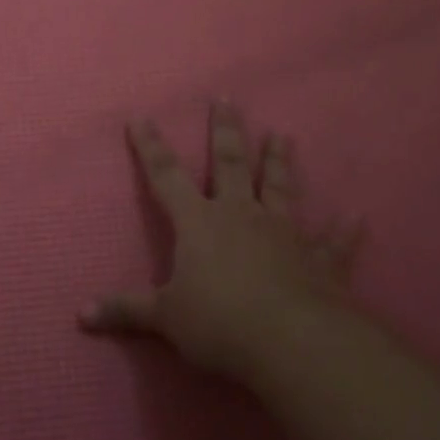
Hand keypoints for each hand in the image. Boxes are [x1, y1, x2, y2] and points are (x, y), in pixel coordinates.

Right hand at [81, 103, 359, 381]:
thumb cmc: (219, 322)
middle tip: (227, 97)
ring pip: (280, 188)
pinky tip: (358, 217)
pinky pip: (333, 243)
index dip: (150, 147)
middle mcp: (240, 214)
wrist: (290, 342)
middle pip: (230, 164)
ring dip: (280, 162)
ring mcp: (283, 233)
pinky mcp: (318, 261)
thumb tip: (81, 315)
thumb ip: (126, 311)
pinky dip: (345, 232)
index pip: (166, 176)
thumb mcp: (165, 318)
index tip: (141, 116)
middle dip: (225, 131)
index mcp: (199, 222)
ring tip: (283, 135)